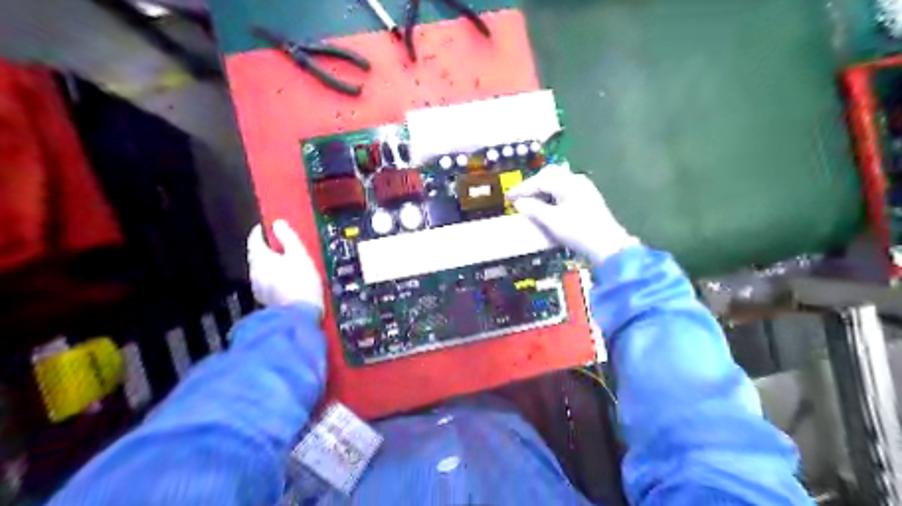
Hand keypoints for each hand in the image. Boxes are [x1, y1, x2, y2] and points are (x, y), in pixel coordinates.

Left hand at [245, 219, 324, 313]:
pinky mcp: (265, 299)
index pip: (255, 238)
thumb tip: (277, 223)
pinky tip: (288, 281)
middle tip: (285, 247)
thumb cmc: (301, 281)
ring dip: (272, 265)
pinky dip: (275, 278)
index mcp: (260, 258)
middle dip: (269, 249)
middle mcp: (254, 271)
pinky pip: (268, 282)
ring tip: (290, 265)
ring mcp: (258, 287)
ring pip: (263, 270)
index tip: (272, 227)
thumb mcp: (299, 254)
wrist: (300, 314)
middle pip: (258, 255)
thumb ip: (288, 237)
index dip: (263, 230)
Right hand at [507, 163, 640, 265]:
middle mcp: (576, 181)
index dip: (522, 188)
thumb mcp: (552, 221)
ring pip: (557, 182)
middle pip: (549, 175)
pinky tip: (546, 205)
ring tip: (530, 202)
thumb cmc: (579, 232)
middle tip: (519, 197)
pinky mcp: (587, 198)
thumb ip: (534, 209)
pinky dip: (551, 195)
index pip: (540, 180)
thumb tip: (520, 203)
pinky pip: (564, 190)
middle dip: (532, 185)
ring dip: (542, 190)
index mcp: (568, 183)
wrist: (608, 246)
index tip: (508, 197)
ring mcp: (584, 188)